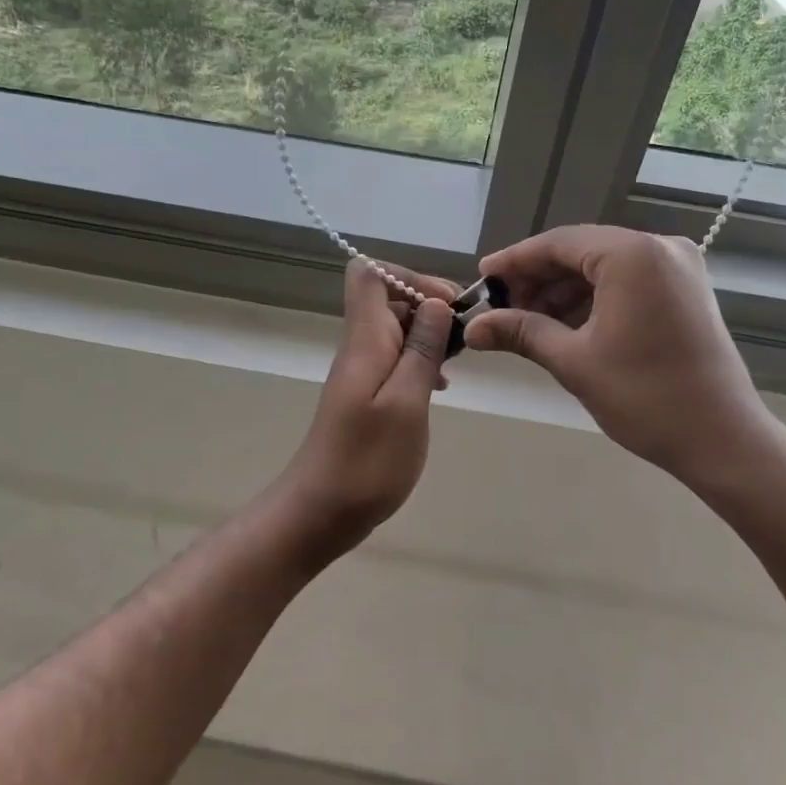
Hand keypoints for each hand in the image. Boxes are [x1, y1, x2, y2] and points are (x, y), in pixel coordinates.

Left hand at [281, 258, 456, 549]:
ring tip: (457, 362)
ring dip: (428, 336)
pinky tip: (439, 387)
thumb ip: (422, 350)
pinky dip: (419, 362)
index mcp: (365, 339)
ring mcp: (360, 370)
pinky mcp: (365, 394)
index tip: (445, 305)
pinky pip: (394, 359)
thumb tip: (435, 303)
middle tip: (464, 337)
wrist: (321, 510)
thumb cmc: (368, 460)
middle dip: (429, 306)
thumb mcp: (407, 403)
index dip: (409, 276)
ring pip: (395, 329)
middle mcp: (359, 346)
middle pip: (388, 298)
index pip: (369, 274)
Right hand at [464, 225, 775, 485]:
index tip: (482, 279)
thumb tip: (472, 328)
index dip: (515, 261)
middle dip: (538, 279)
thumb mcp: (573, 361)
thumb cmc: (645, 398)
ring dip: (563, 290)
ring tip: (527, 321)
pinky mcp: (686, 288)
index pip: (558, 244)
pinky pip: (627, 280)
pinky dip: (593, 298)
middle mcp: (660, 247)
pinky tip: (564, 324)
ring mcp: (679, 266)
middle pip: (581, 251)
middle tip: (501, 307)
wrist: (723, 441)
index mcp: (633, 255)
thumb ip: (521, 332)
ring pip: (603, 266)